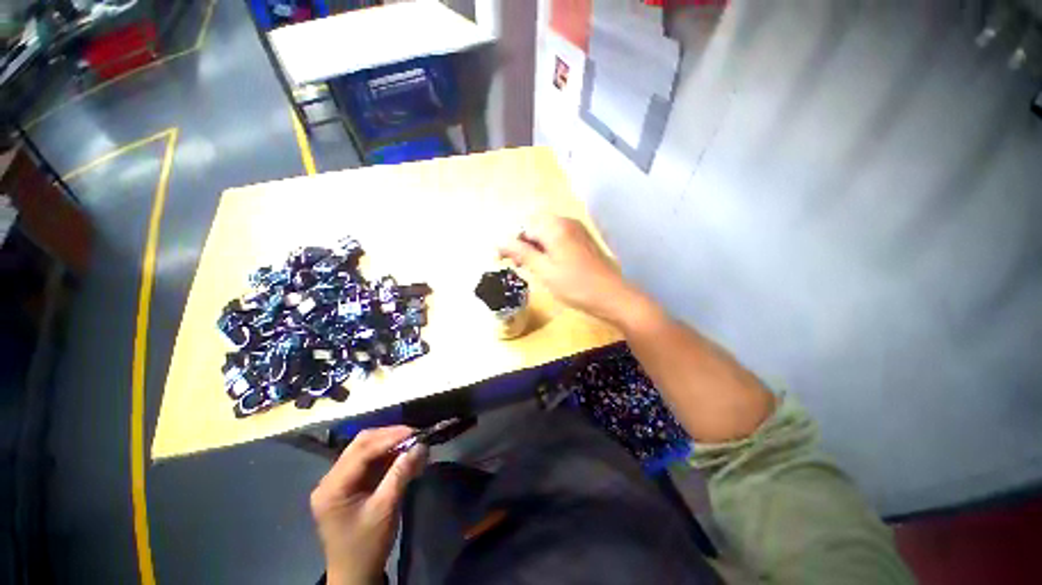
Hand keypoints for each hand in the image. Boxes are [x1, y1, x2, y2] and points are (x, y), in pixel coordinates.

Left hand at [310, 427, 427, 584]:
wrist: (356, 575)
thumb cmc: (367, 545)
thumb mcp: (385, 509)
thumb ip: (401, 474)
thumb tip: (420, 445)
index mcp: (332, 487)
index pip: (361, 451)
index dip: (389, 438)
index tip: (415, 432)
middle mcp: (331, 479)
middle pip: (361, 445)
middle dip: (390, 436)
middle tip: (415, 435)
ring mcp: (339, 481)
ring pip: (366, 450)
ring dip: (390, 444)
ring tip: (413, 443)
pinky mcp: (349, 484)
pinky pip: (370, 461)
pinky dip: (388, 455)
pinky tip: (404, 455)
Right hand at [498, 215, 640, 323]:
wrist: (611, 295)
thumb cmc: (575, 285)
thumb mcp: (544, 271)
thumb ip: (521, 253)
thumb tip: (499, 242)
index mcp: (554, 227)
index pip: (523, 227)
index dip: (511, 243)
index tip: (504, 261)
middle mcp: (566, 222)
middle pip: (535, 225)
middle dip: (523, 243)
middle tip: (518, 264)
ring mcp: (577, 229)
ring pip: (546, 231)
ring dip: (535, 245)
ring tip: (531, 266)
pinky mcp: (583, 239)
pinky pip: (558, 236)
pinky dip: (548, 247)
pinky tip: (548, 264)